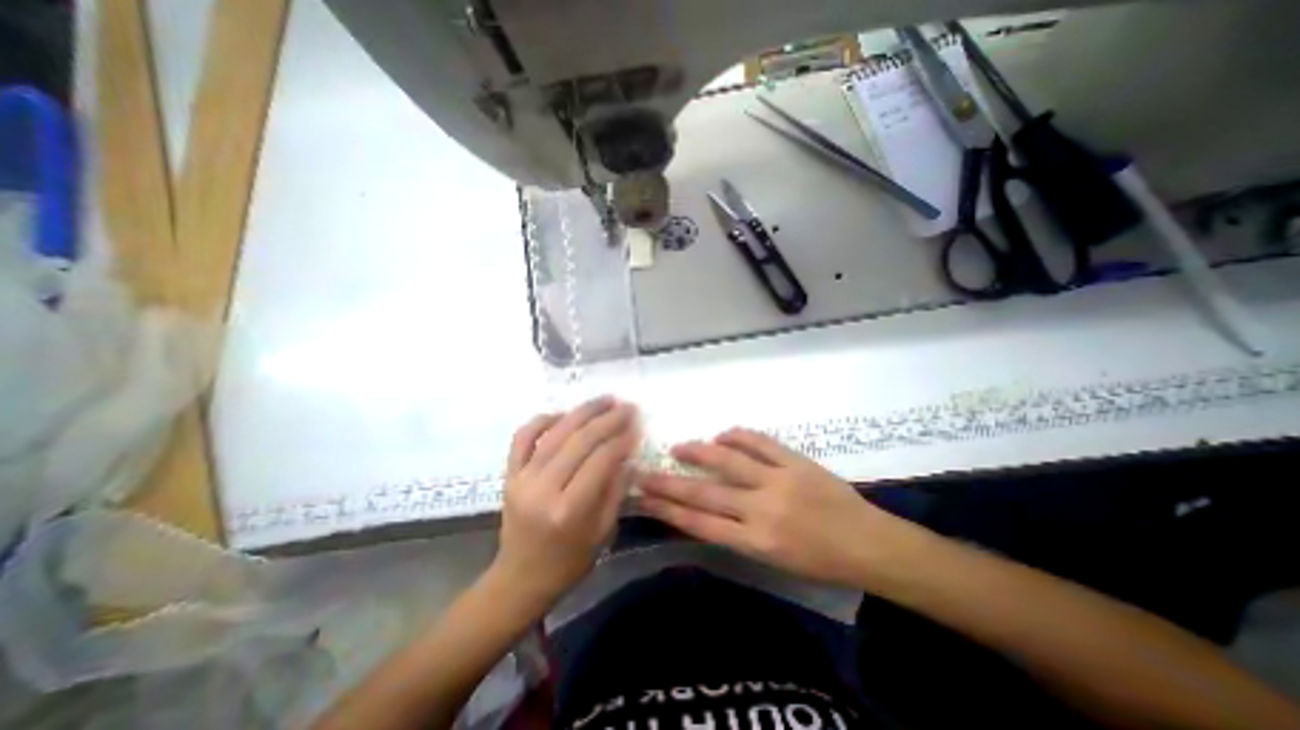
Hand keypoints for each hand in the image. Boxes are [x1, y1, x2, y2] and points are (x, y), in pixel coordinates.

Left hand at [494, 396, 638, 606]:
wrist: (519, 578)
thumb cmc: (568, 562)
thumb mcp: (602, 532)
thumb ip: (616, 490)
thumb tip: (629, 456)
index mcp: (569, 510)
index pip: (600, 461)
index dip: (621, 440)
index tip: (637, 426)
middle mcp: (543, 488)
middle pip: (579, 441)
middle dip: (608, 419)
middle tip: (627, 406)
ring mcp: (522, 478)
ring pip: (555, 432)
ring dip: (582, 411)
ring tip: (604, 400)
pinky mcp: (509, 474)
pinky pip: (523, 437)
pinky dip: (543, 420)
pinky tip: (563, 413)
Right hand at [639, 427, 924, 586]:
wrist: (871, 545)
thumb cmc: (821, 562)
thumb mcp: (773, 560)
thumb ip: (738, 533)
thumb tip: (707, 509)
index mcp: (756, 542)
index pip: (699, 523)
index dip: (667, 510)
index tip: (644, 499)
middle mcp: (761, 510)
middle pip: (704, 493)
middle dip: (668, 483)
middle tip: (644, 472)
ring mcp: (778, 480)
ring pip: (728, 461)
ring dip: (699, 452)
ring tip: (678, 447)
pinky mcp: (795, 461)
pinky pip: (759, 442)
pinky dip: (737, 436)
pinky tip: (722, 434)